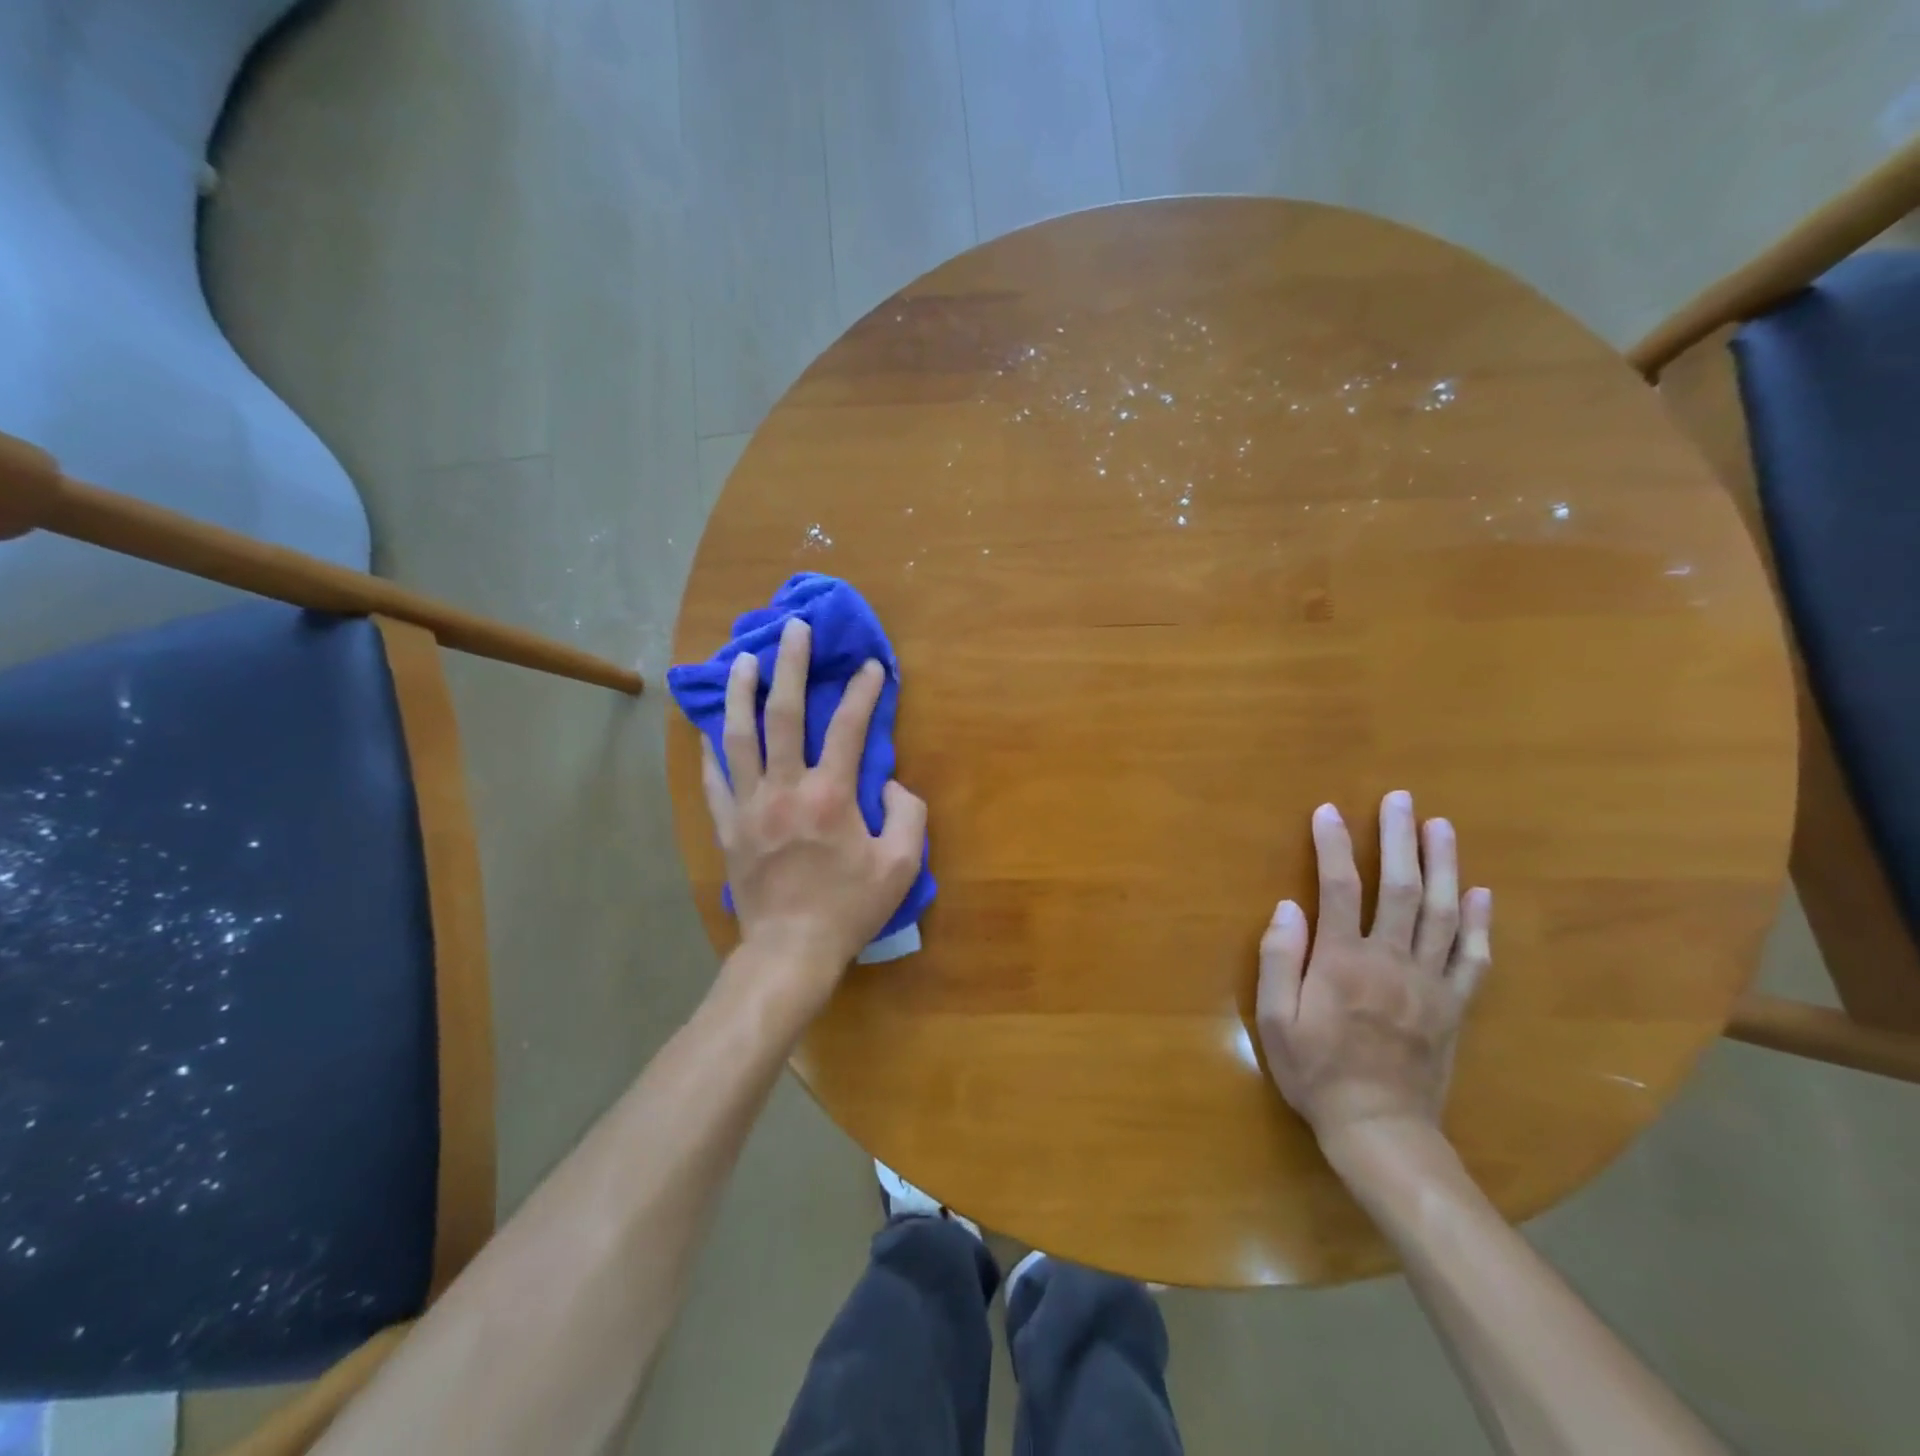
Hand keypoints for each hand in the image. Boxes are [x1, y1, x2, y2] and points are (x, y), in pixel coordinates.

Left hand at [699, 618, 926, 1003]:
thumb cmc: (849, 908)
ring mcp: (750, 806)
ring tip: (743, 660)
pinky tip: (710, 729)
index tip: (872, 666)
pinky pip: (715, 780)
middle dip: (792, 666)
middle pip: (785, 715)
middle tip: (793, 629)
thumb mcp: (901, 865)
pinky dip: (712, 751)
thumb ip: (908, 815)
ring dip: (741, 693)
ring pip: (739, 737)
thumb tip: (893, 785)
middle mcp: (786, 789)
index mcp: (830, 795)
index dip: (864, 692)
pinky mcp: (728, 827)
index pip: (851, 728)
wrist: (790, 951)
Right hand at [1256, 791, 1491, 1142]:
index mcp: (1342, 961)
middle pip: (1399, 888)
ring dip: (1442, 865)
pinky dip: (1477, 922)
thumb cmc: (1316, 1072)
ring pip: (1441, 912)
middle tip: (1401, 800)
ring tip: (1441, 826)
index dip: (1333, 845)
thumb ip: (1278, 960)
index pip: (1338, 887)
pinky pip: (1473, 957)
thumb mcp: (1275, 1020)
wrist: (1380, 1129)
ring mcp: (1429, 982)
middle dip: (1398, 839)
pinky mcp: (1454, 1005)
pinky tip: (1478, 893)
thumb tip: (1287, 906)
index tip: (1328, 811)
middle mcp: (1390, 961)